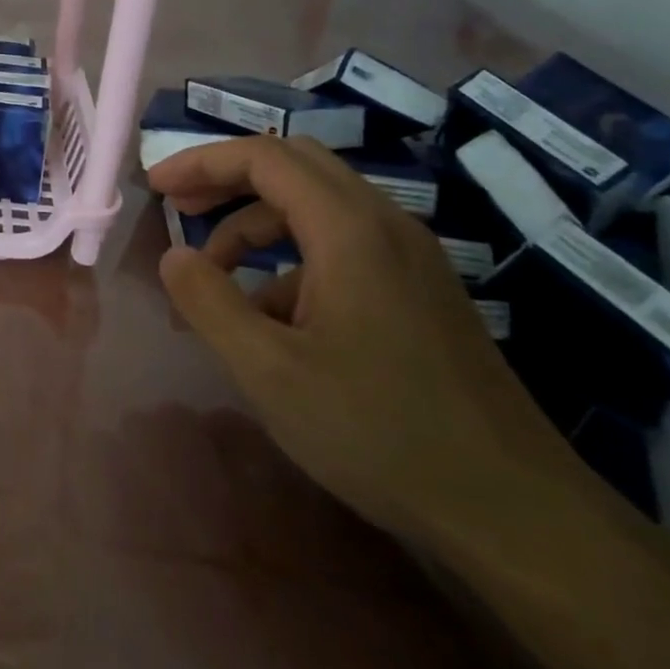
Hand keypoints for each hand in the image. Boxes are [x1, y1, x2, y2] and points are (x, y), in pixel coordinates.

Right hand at [150, 136, 587, 546]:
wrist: (513, 510)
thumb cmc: (379, 432)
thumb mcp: (269, 371)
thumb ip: (209, 302)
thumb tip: (174, 255)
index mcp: (350, 230)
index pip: (264, 158)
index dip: (201, 162)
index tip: (156, 188)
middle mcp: (385, 224)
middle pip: (294, 167)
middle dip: (227, 181)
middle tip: (179, 210)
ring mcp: (410, 257)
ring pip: (317, 208)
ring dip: (256, 228)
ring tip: (216, 283)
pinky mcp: (420, 290)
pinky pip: (342, 247)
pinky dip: (291, 262)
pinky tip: (273, 322)